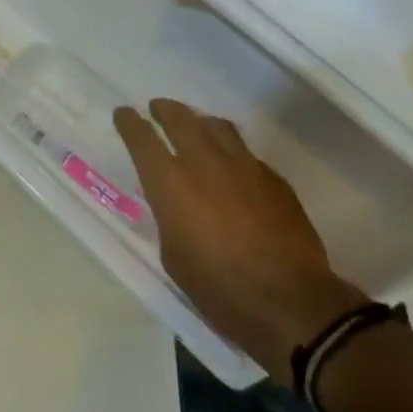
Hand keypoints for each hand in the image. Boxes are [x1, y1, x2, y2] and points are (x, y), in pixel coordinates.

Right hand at [115, 99, 366, 374]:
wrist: (288, 302)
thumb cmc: (219, 289)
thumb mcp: (174, 256)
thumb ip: (169, 216)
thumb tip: (175, 201)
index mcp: (171, 183)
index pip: (142, 138)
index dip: (129, 122)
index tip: (124, 114)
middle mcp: (204, 162)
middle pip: (180, 118)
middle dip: (165, 110)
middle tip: (158, 109)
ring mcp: (243, 165)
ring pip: (217, 126)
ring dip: (200, 122)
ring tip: (196, 127)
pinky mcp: (273, 178)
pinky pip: (245, 152)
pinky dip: (231, 151)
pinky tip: (233, 166)